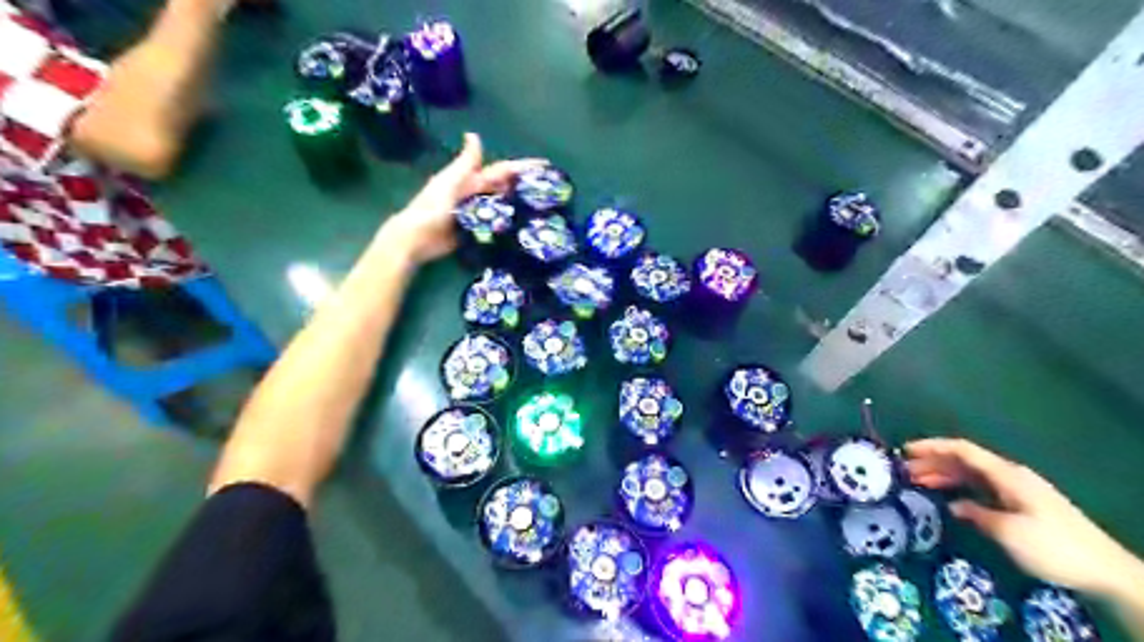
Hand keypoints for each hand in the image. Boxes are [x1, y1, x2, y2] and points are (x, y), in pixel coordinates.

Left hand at [380, 134, 542, 266]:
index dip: (522, 167)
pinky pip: (496, 224)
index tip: (545, 166)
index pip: (502, 171)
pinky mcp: (476, 231)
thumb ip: (464, 164)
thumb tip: (474, 135)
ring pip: (502, 205)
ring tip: (544, 207)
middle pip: (505, 187)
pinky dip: (509, 222)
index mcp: (470, 181)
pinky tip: (524, 226)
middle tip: (551, 189)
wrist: (415, 239)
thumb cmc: (431, 209)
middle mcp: (476, 194)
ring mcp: (476, 213)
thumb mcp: (449, 183)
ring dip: (520, 203)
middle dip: (526, 185)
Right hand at [903, 435, 1134, 595]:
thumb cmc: (1052, 546)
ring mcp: (1016, 490)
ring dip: (944, 476)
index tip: (905, 450)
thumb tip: (955, 505)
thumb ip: (976, 513)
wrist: (1104, 570)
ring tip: (917, 482)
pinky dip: (960, 489)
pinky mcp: (1020, 505)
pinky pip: (981, 488)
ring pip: (971, 475)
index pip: (963, 450)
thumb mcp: (1008, 531)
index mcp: (1006, 474)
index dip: (932, 446)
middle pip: (964, 461)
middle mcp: (1009, 476)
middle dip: (933, 462)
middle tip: (904, 471)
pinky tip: (948, 501)